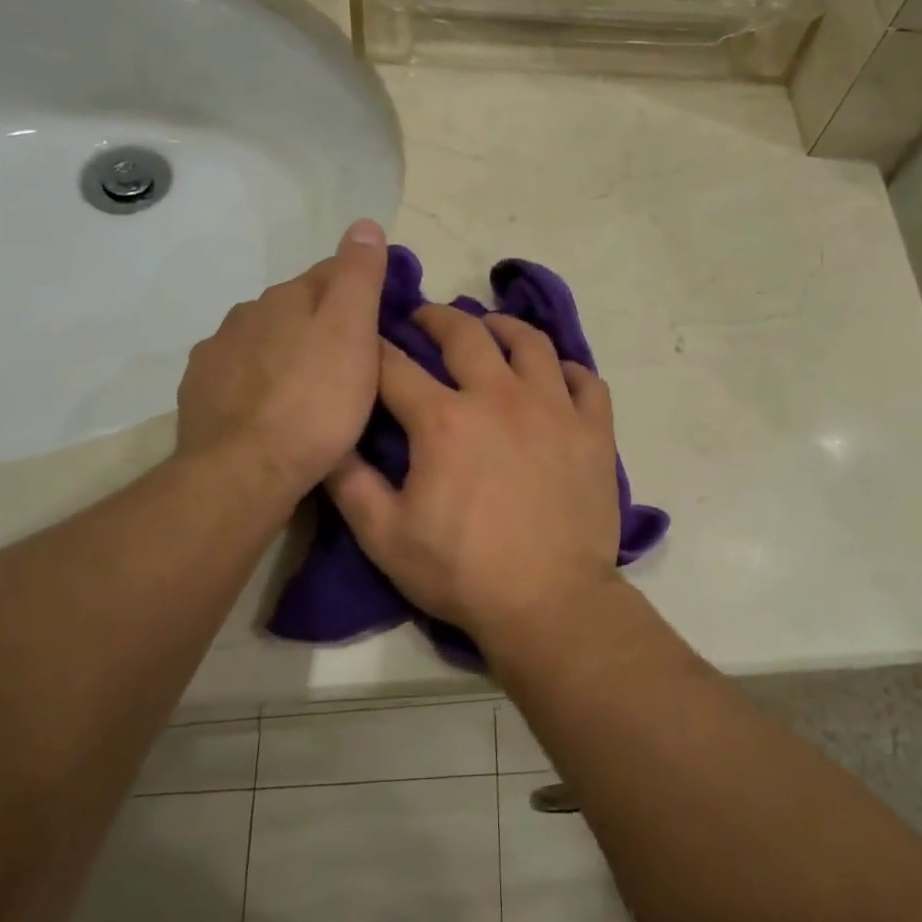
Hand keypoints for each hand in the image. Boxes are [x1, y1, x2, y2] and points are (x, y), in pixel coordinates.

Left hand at [174, 220, 387, 495]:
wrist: (245, 472)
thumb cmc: (315, 402)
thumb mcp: (353, 333)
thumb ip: (358, 276)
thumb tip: (363, 223)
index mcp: (287, 296)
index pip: (332, 273)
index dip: (363, 291)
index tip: (385, 320)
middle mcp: (247, 313)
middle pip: (298, 307)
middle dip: (324, 324)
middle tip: (355, 363)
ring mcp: (218, 352)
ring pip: (267, 340)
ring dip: (290, 353)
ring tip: (314, 391)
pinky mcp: (201, 391)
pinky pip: (241, 374)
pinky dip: (260, 382)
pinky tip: (274, 409)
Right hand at [326, 304, 623, 652]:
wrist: (550, 603)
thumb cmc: (463, 573)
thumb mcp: (385, 537)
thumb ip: (350, 483)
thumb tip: (328, 440)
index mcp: (445, 419)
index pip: (396, 366)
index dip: (375, 347)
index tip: (367, 338)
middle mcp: (500, 397)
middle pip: (466, 334)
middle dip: (437, 318)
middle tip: (425, 318)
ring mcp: (555, 409)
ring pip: (532, 343)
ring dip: (504, 327)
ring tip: (491, 329)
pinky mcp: (593, 431)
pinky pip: (586, 380)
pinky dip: (568, 370)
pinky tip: (555, 376)